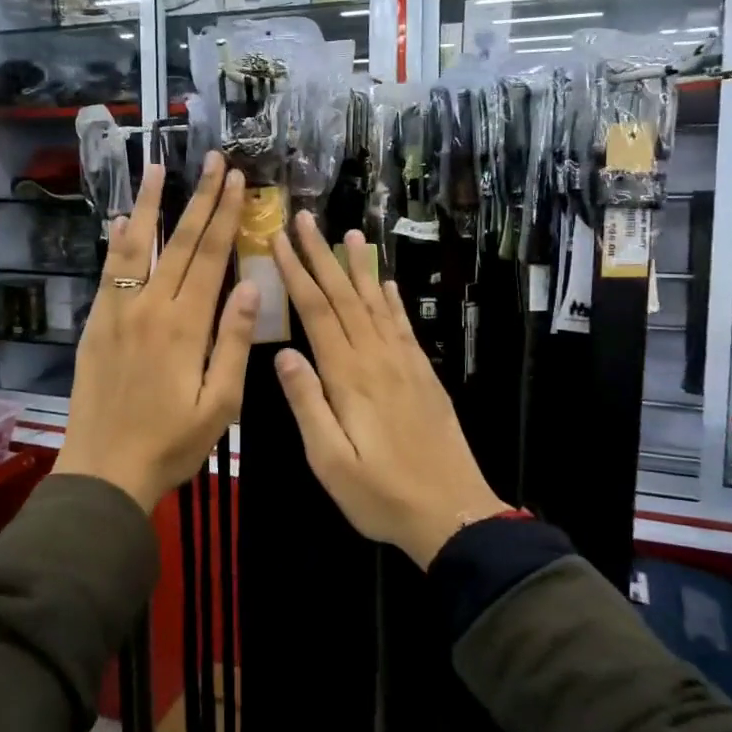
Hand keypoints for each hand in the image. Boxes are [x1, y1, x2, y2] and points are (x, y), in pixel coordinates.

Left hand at [53, 153, 259, 512]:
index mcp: (185, 324)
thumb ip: (234, 341)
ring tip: (156, 168)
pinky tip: (123, 218)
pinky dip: (118, 239)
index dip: (227, 215)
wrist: (104, 469)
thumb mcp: (220, 403)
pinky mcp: (97, 322)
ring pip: (136, 245)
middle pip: (180, 241)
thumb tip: (251, 285)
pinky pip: (109, 269)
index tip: (237, 181)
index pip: (212, 256)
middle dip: (200, 198)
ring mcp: (118, 310)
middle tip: (214, 160)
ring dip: (150, 204)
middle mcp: (150, 305)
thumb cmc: (171, 443)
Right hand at [270, 214, 508, 567]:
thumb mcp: (330, 461)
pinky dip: (392, 298)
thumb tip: (284, 354)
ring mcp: (405, 363)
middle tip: (305, 219)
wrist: (452, 512)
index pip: (317, 311)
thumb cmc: (381, 494)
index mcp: (349, 376)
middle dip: (322, 255)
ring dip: (359, 267)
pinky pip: (403, 325)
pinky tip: (385, 282)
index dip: (296, 273)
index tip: (278, 240)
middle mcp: (377, 358)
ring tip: (351, 234)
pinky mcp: (423, 374)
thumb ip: (307, 404)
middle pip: (344, 296)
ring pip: (376, 302)